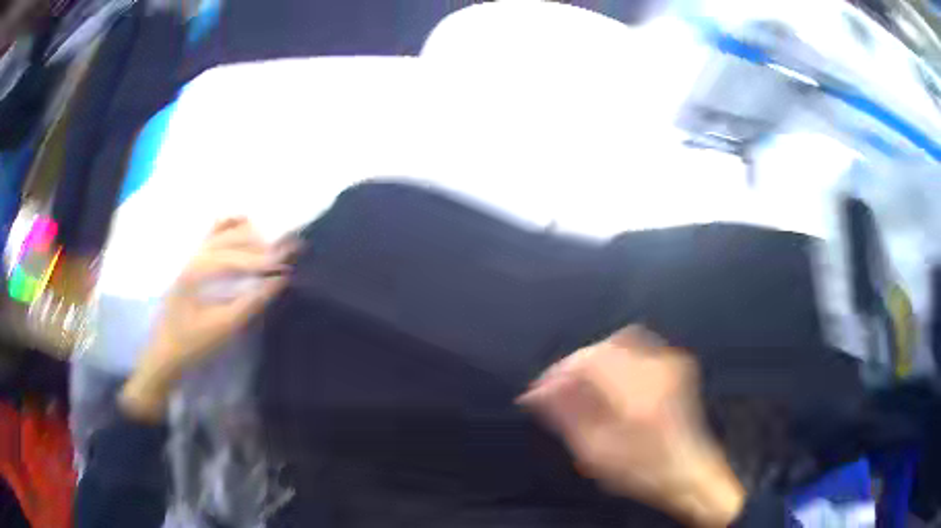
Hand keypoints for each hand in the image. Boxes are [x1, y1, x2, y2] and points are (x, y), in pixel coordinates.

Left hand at [120, 218, 292, 421]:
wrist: (165, 352)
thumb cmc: (193, 343)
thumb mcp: (224, 327)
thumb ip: (251, 302)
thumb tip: (278, 281)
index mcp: (199, 271)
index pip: (239, 258)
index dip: (266, 259)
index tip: (291, 262)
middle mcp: (195, 255)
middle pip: (233, 238)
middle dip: (262, 243)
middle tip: (288, 249)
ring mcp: (191, 256)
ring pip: (222, 232)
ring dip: (247, 235)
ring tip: (270, 243)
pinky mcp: (190, 262)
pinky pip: (211, 235)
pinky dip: (228, 226)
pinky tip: (242, 223)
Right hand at [519, 326, 744, 526]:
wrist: (687, 470)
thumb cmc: (642, 470)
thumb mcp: (597, 453)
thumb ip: (567, 417)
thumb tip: (538, 393)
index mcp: (635, 394)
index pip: (587, 361)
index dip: (557, 373)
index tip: (539, 391)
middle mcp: (656, 370)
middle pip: (603, 347)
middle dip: (574, 366)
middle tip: (557, 390)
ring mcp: (669, 363)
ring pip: (620, 342)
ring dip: (594, 360)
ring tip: (580, 386)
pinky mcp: (676, 364)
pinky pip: (638, 346)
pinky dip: (615, 358)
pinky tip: (608, 381)